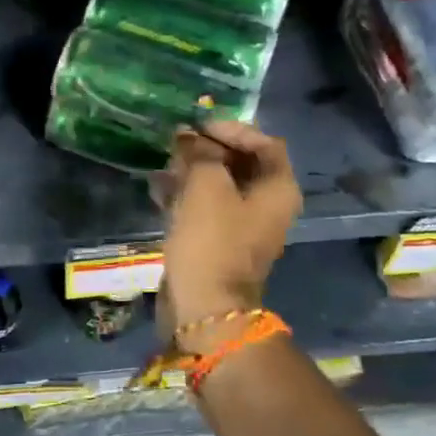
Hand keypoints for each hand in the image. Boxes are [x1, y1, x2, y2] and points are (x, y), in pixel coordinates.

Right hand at [159, 120, 301, 335]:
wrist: (205, 306)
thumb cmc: (212, 240)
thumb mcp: (206, 185)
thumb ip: (200, 153)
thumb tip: (189, 136)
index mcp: (278, 188)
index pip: (264, 142)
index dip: (232, 129)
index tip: (198, 128)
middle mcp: (267, 204)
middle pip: (241, 162)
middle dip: (208, 149)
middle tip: (177, 143)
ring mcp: (243, 225)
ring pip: (219, 184)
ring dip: (192, 170)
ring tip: (164, 163)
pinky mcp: (219, 241)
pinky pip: (205, 206)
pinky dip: (185, 194)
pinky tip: (158, 188)